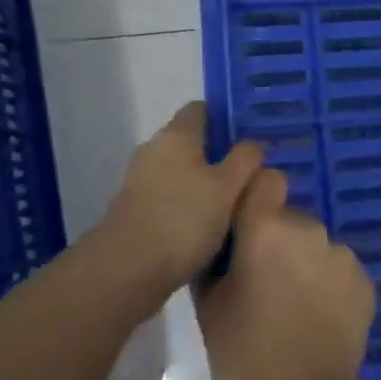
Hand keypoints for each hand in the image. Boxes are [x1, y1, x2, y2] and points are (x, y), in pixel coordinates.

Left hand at [102, 102, 262, 309]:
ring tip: (232, 204)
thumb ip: (245, 160)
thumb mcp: (227, 187)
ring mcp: (140, 180)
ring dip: (203, 182)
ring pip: (180, 171)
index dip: (226, 118)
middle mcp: (153, 149)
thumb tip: (253, 143)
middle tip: (249, 174)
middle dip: (218, 154)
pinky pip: (169, 196)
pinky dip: (187, 204)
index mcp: (176, 135)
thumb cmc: (184, 219)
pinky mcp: (134, 209)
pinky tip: (206, 226)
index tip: (249, 139)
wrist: (127, 270)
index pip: (201, 109)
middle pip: (191, 141)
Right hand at [195, 168, 375, 379]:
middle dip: (278, 241)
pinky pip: (340, 271)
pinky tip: (320, 321)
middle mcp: (311, 229)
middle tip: (265, 283)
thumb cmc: (242, 353)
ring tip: (295, 308)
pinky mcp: (366, 282)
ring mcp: (343, 255)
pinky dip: (330, 286)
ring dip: (306, 264)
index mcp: (267, 228)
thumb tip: (225, 244)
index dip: (256, 197)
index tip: (246, 226)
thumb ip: (218, 259)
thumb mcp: (209, 303)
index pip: (266, 180)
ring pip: (317, 246)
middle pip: (291, 219)